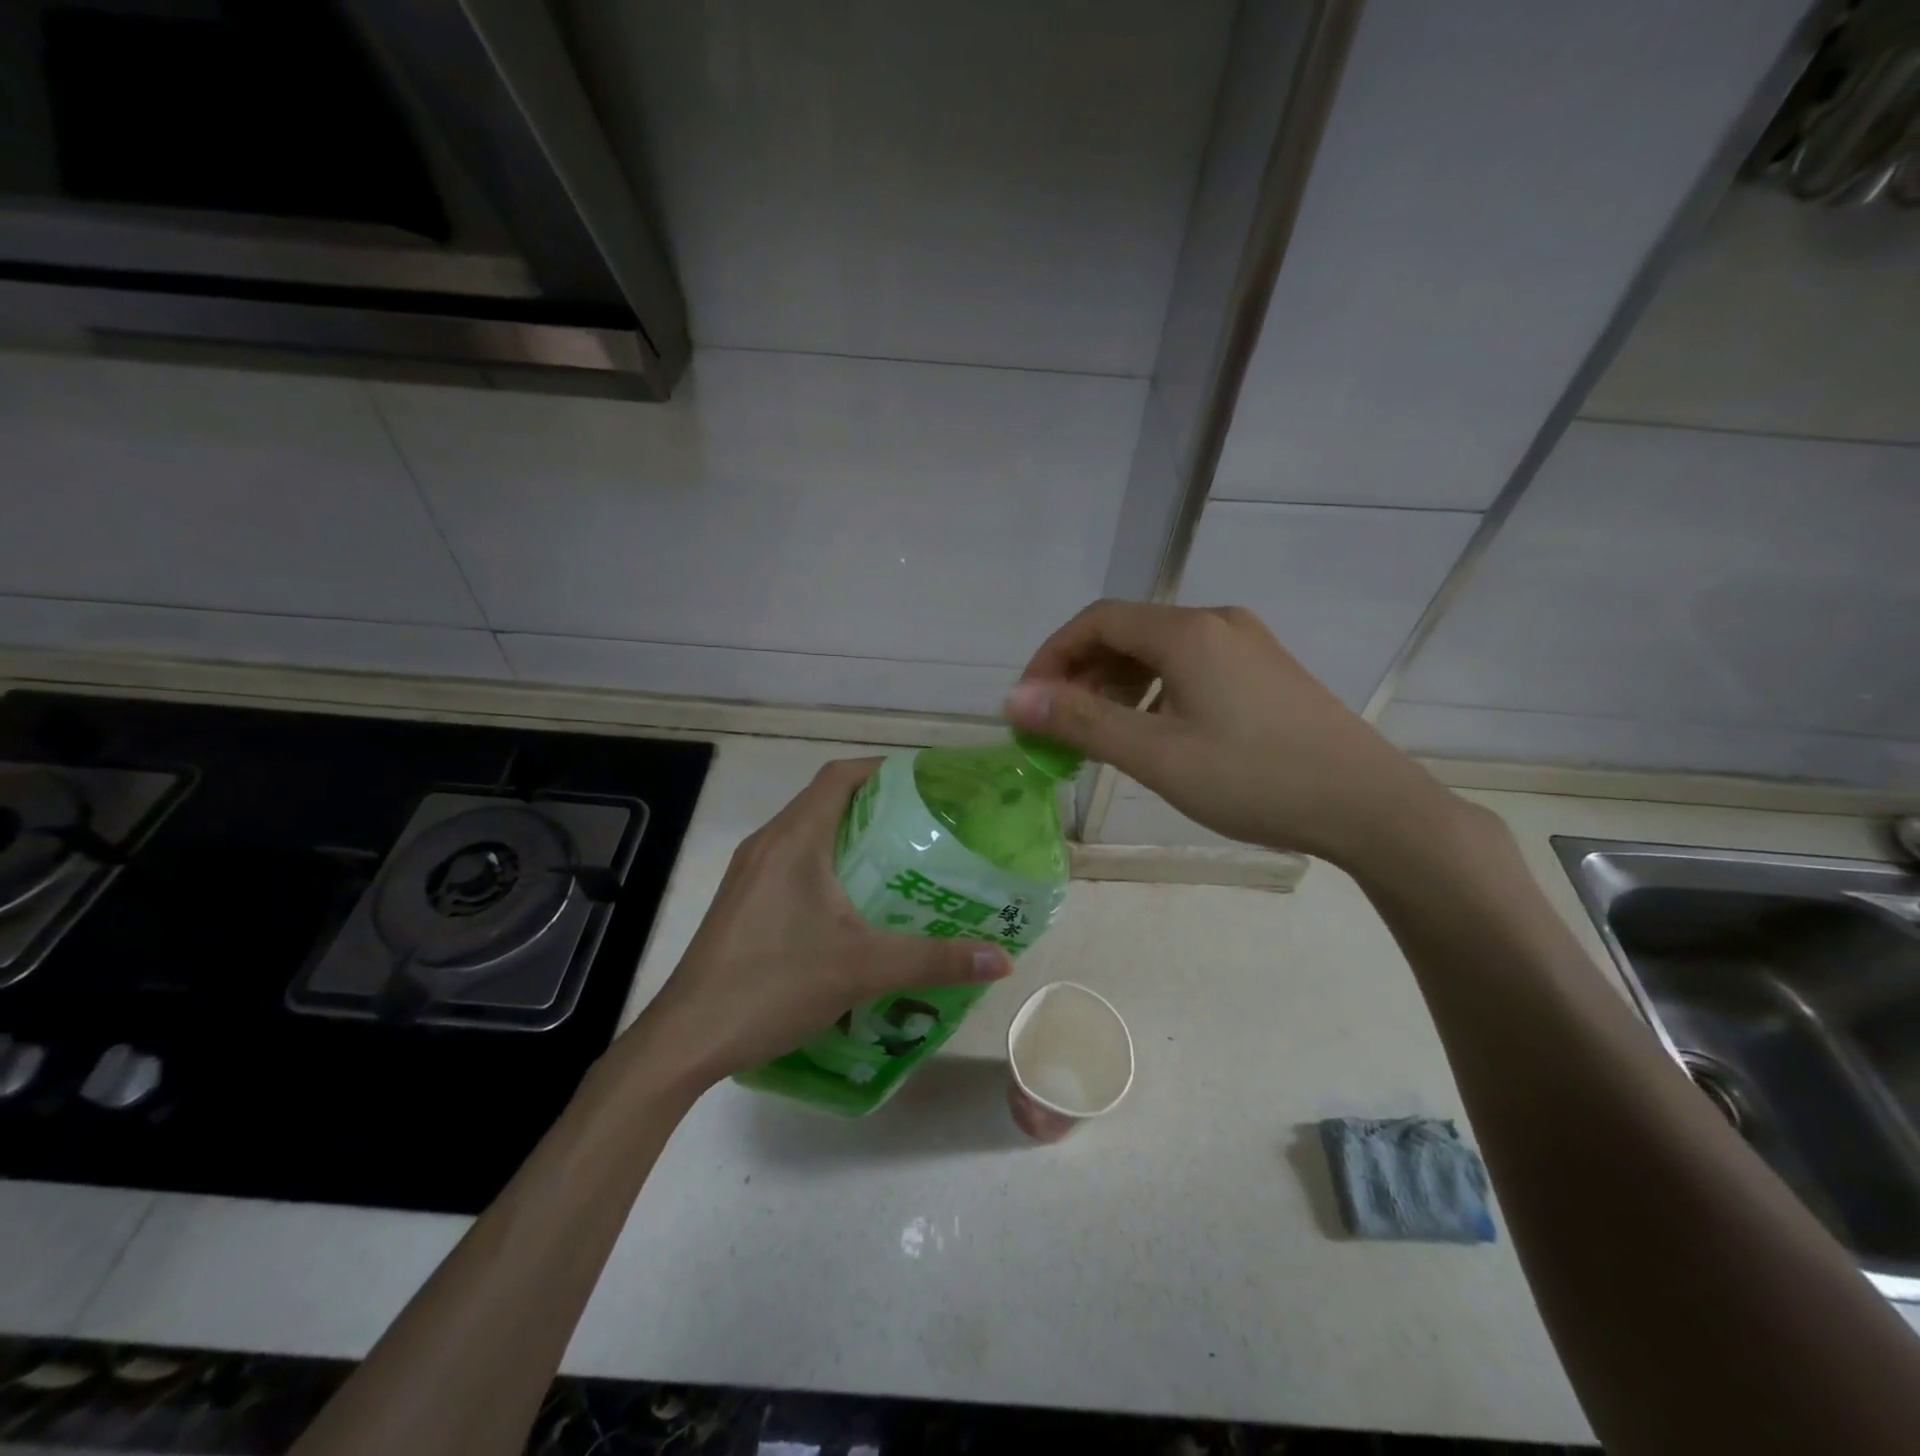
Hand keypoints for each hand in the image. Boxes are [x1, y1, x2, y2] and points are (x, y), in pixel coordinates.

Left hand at [632, 759, 1011, 1087]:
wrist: (686, 1039)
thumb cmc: (772, 985)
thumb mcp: (862, 969)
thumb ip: (934, 960)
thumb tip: (1003, 958)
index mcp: (793, 839)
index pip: (840, 777)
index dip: (884, 769)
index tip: (927, 784)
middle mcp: (768, 844)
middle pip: (826, 801)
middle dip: (877, 805)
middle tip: (928, 826)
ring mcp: (750, 874)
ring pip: (809, 833)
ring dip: (852, 837)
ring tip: (902, 861)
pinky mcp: (744, 902)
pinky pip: (794, 863)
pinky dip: (829, 865)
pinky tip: (857, 905)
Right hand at [1003, 600, 1459, 870]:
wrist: (1370, 805)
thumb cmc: (1254, 779)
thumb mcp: (1157, 755)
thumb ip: (1082, 723)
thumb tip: (1014, 700)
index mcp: (1186, 632)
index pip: (1096, 620)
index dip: (1052, 656)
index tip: (1029, 703)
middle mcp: (1216, 623)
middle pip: (1127, 632)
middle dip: (1082, 673)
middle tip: (1060, 725)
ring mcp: (1247, 644)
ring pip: (1160, 651)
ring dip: (1117, 684)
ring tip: (1101, 733)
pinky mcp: (1266, 671)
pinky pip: (1191, 666)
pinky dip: (1155, 691)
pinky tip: (1156, 731)